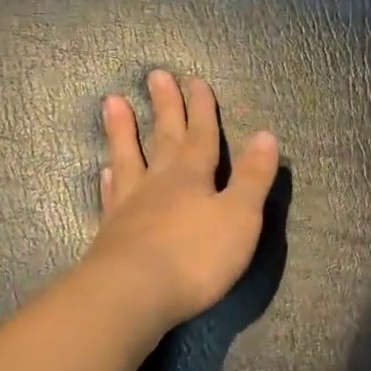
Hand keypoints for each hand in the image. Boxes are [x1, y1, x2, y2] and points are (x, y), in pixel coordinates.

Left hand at [83, 70, 279, 331]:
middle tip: (156, 75)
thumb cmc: (196, 256)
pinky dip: (110, 179)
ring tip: (112, 102)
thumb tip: (266, 135)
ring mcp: (131, 206)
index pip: (201, 135)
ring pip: (128, 158)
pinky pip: (111, 195)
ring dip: (123, 131)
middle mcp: (159, 182)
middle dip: (165, 107)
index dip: (201, 108)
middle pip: (164, 137)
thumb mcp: (240, 217)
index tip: (194, 80)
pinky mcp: (111, 232)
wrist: (133, 294)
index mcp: (193, 176)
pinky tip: (105, 170)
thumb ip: (252, 177)